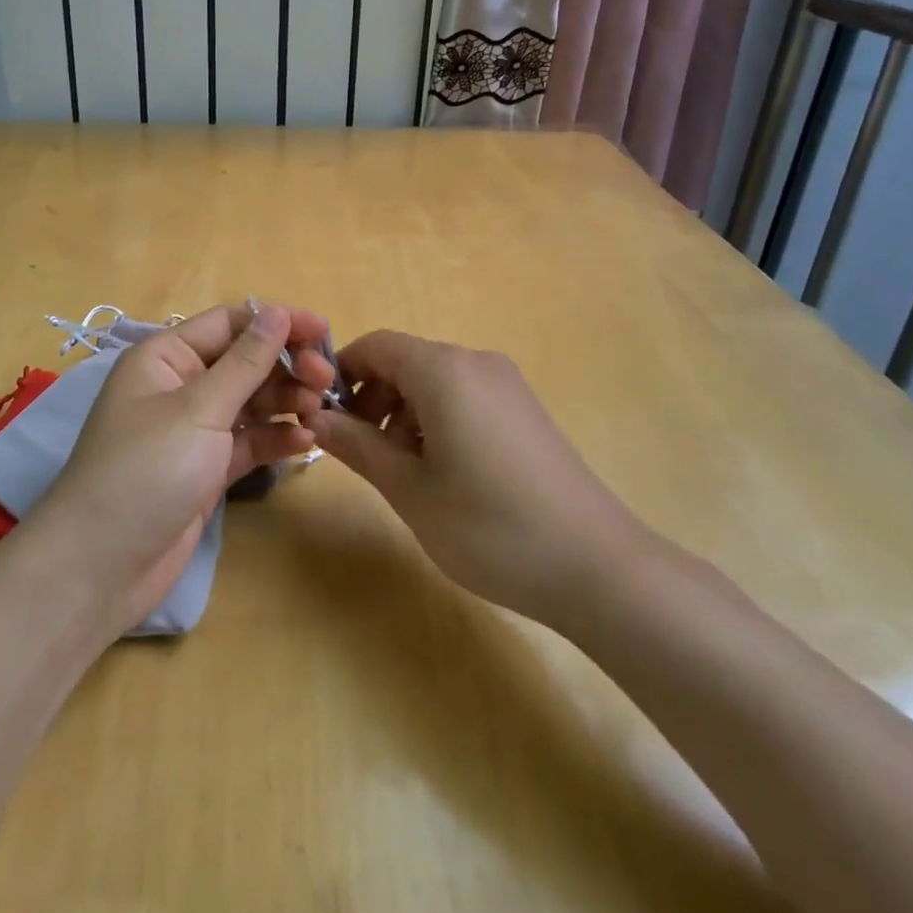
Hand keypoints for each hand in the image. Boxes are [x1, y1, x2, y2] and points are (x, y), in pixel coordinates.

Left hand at [17, 302, 335, 632]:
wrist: (100, 568)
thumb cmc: (145, 471)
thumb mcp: (199, 409)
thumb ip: (245, 361)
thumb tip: (278, 311)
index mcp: (166, 358)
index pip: (229, 324)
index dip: (277, 323)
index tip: (324, 333)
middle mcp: (179, 386)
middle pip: (244, 362)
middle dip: (285, 366)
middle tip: (326, 381)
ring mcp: (193, 430)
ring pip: (250, 402)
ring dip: (286, 403)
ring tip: (318, 412)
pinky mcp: (206, 469)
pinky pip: (248, 442)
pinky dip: (275, 439)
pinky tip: (305, 443)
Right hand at [308, 332, 649, 625]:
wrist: (597, 567)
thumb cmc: (489, 526)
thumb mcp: (409, 489)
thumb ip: (357, 446)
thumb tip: (315, 418)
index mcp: (444, 370)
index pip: (376, 346)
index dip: (342, 374)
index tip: (323, 417)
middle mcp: (476, 363)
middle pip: (405, 362)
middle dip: (372, 398)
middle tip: (360, 452)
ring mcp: (506, 385)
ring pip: (434, 381)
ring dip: (402, 413)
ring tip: (400, 470)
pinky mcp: (524, 410)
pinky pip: (464, 397)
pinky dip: (436, 420)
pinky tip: (442, 472)